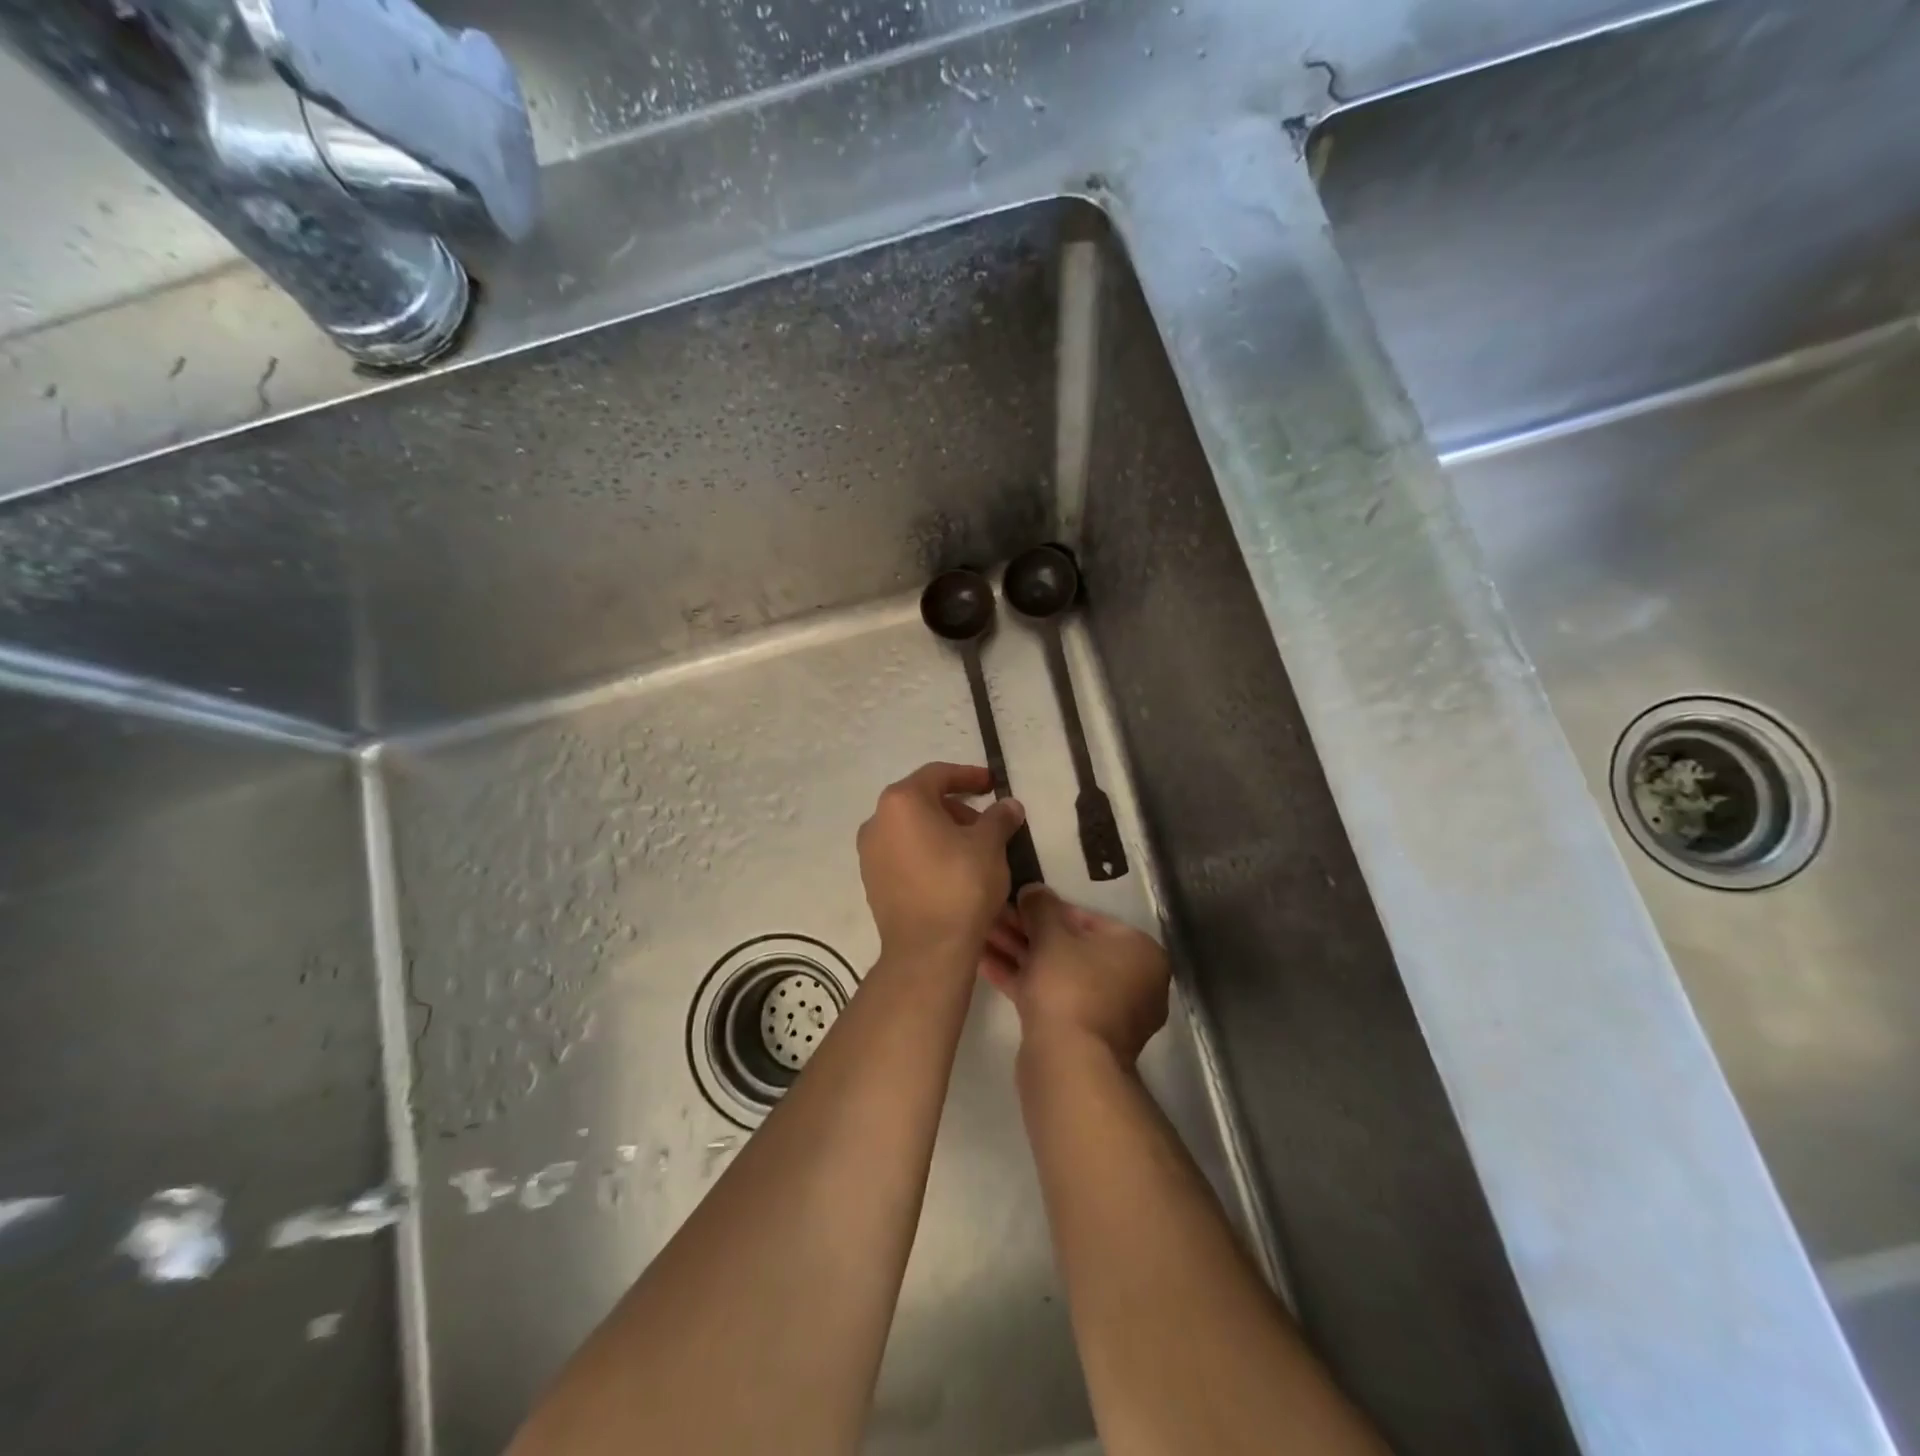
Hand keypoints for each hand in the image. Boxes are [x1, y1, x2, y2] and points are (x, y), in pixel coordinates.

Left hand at [857, 762, 1026, 962]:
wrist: (928, 950)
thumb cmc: (960, 885)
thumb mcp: (990, 845)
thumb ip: (999, 817)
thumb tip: (1008, 805)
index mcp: (902, 801)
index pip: (937, 775)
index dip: (968, 776)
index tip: (992, 784)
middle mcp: (877, 821)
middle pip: (921, 801)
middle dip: (956, 807)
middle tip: (986, 824)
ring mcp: (869, 853)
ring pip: (911, 828)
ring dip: (942, 831)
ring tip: (972, 850)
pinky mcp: (872, 881)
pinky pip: (902, 853)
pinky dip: (926, 852)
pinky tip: (951, 871)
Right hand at [982, 886, 1170, 1064]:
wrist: (1068, 1063)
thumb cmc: (1070, 985)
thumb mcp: (1051, 934)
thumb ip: (1041, 906)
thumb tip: (1033, 890)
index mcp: (1139, 952)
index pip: (1090, 919)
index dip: (1048, 909)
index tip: (1017, 903)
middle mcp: (1131, 981)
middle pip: (1071, 946)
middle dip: (1028, 931)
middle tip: (993, 917)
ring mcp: (1106, 1012)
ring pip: (1057, 972)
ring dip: (1019, 953)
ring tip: (981, 935)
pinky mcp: (1080, 1034)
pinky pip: (1051, 996)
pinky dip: (1022, 979)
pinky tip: (983, 963)